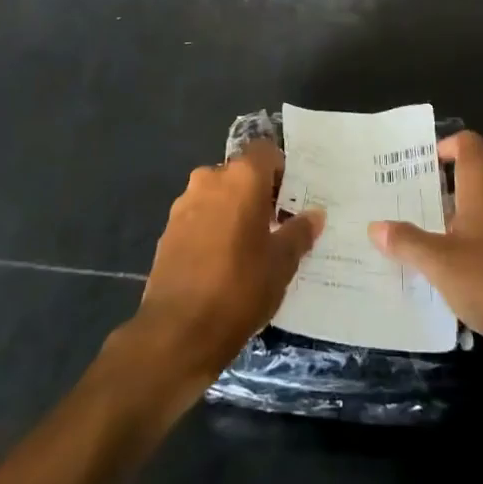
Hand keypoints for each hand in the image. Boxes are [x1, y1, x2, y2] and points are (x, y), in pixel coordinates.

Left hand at [115, 139, 323, 407]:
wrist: (177, 332)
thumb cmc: (239, 288)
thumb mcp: (281, 263)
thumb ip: (299, 232)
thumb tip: (314, 214)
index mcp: (241, 177)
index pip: (266, 151)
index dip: (281, 170)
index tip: (292, 198)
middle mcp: (209, 180)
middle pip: (241, 173)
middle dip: (258, 194)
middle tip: (276, 225)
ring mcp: (184, 204)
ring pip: (218, 196)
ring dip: (234, 211)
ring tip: (251, 247)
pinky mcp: (168, 231)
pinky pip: (200, 217)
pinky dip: (213, 229)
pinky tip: (224, 262)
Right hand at [369, 131, 482, 364]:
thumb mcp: (440, 264)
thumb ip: (407, 242)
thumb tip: (374, 227)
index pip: (466, 142)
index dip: (445, 148)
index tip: (424, 168)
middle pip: (482, 169)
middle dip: (456, 184)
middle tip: (428, 206)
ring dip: (479, 209)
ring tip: (451, 235)